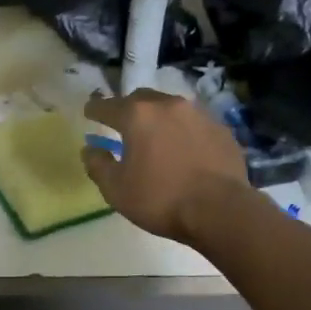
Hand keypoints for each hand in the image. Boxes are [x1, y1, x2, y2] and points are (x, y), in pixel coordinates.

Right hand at [81, 90, 253, 244]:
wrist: (221, 210)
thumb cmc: (161, 199)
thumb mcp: (117, 190)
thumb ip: (98, 166)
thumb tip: (90, 150)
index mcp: (138, 116)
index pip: (108, 106)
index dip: (95, 110)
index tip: (89, 112)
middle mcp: (168, 105)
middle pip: (141, 99)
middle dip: (128, 109)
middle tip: (123, 125)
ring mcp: (199, 114)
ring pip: (170, 108)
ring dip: (159, 118)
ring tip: (156, 137)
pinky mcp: (221, 128)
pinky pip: (194, 123)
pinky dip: (183, 131)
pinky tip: (184, 149)